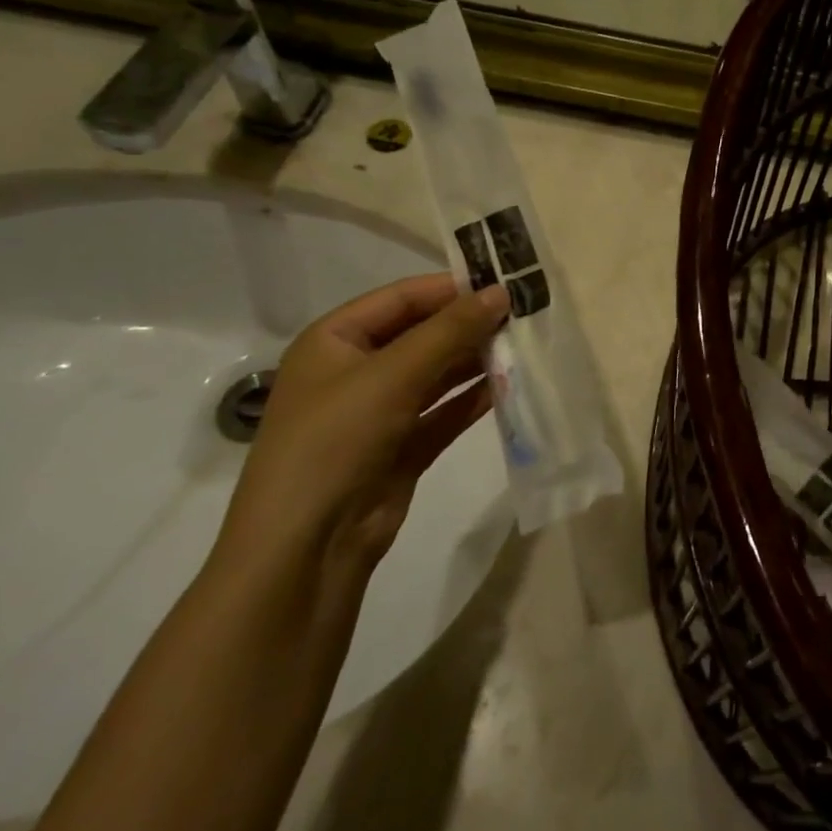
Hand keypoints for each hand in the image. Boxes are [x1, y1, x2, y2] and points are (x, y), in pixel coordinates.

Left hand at [215, 273, 509, 574]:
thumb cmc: (336, 440)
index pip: (401, 298)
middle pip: (421, 334)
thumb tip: (501, 292)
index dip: (452, 288)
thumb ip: (450, 331)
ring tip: (524, 345)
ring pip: (436, 374)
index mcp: (335, 340)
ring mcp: (378, 412)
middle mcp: (355, 370)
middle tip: (525, 314)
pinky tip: (508, 386)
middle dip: (469, 325)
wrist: (306, 549)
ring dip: (475, 361)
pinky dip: (472, 399)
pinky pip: (442, 412)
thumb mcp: (392, 375)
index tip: (506, 281)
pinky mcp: (400, 448)